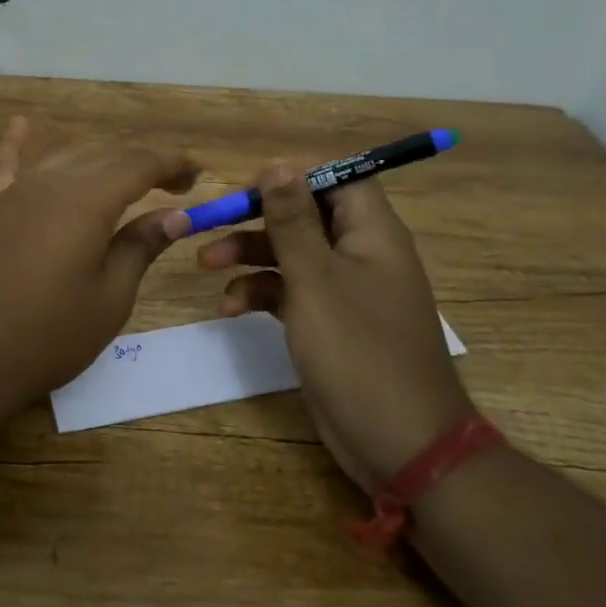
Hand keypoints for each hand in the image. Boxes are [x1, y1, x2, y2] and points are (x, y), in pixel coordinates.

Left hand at [0, 118, 198, 405]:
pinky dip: (19, 145)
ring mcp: (14, 194)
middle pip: (104, 155)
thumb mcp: (110, 297)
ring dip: (99, 159)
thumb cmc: (49, 336)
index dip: (171, 165)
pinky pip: (7, 166)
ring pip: (64, 157)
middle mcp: (50, 183)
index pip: (139, 165)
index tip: (196, 177)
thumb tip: (175, 214)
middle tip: (172, 187)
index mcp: (87, 201)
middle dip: (142, 163)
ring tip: (125, 177)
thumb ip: (141, 246)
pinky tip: (23, 126)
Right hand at [198, 162, 472, 493]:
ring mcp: (344, 292)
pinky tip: (230, 308)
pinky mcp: (329, 324)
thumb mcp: (315, 279)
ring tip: (205, 264)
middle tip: (212, 222)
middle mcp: (360, 254)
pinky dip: (260, 293)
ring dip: (249, 255)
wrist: (400, 443)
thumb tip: (278, 163)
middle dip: (257, 218)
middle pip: (306, 215)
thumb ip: (292, 220)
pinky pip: (290, 293)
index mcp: (372, 233)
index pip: (337, 178)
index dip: (293, 175)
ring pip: (291, 254)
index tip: (248, 186)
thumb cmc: (358, 350)